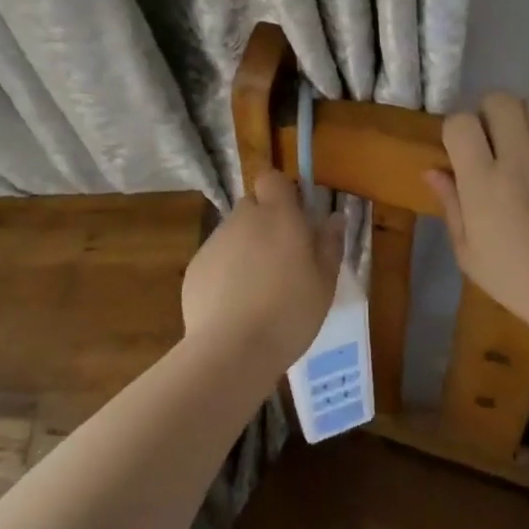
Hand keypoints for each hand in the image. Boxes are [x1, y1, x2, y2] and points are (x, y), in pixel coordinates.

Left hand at [181, 171, 343, 373]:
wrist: (232, 350)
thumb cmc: (289, 313)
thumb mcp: (324, 283)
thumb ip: (329, 244)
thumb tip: (334, 218)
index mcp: (278, 215)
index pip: (272, 178)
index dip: (281, 192)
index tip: (294, 217)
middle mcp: (243, 218)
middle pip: (252, 206)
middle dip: (265, 223)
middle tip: (282, 259)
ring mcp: (215, 241)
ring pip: (233, 233)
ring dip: (246, 249)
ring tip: (258, 289)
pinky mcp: (195, 267)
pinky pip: (216, 259)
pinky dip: (225, 272)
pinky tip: (235, 306)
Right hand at [424, 94, 528, 335]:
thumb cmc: (517, 279)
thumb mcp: (468, 252)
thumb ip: (450, 204)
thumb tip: (433, 170)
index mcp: (484, 183)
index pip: (461, 123)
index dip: (456, 129)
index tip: (460, 147)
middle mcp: (520, 161)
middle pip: (500, 101)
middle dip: (489, 112)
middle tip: (491, 138)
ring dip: (522, 120)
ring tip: (522, 143)